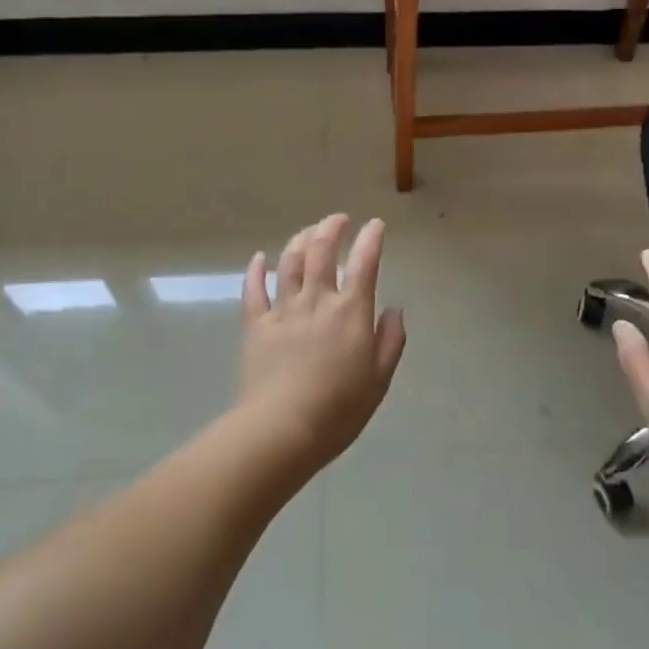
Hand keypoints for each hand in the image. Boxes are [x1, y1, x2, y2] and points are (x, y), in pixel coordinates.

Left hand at [235, 213, 406, 474]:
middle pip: (322, 252)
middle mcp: (317, 301)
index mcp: (351, 311)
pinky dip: (256, 270)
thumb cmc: (339, 409)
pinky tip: (260, 257)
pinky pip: (254, 290)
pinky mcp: (256, 326)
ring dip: (300, 240)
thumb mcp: (379, 379)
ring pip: (290, 263)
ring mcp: (284, 310)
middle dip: (331, 228)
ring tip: (308, 230)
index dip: (371, 239)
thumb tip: (394, 309)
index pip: (364, 263)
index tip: (375, 225)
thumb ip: (390, 340)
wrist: (282, 429)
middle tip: (338, 219)